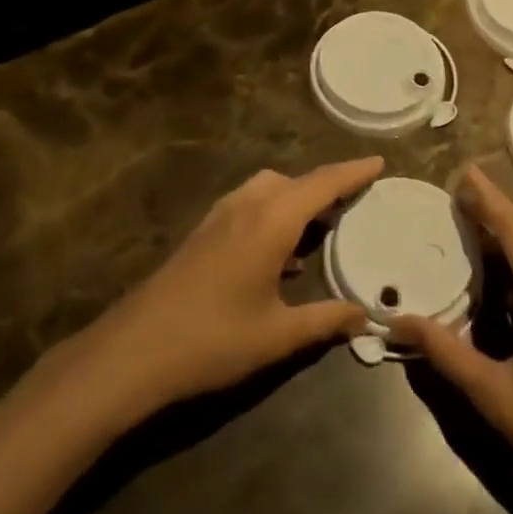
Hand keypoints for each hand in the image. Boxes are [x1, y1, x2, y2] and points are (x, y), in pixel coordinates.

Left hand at [86, 158, 381, 416]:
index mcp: (271, 220)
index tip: (378, 162)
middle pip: (294, 181)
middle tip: (353, 205)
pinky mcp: (203, 232)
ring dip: (296, 199)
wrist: (134, 351)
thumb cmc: (213, 340)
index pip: (322, 184)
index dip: (353, 172)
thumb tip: (364, 317)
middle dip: (326, 187)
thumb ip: (325, 321)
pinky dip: (273, 213)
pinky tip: (279, 256)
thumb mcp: (277, 336)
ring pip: (268, 189)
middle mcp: (247, 206)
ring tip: (320, 230)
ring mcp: (220, 216)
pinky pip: (249, 205)